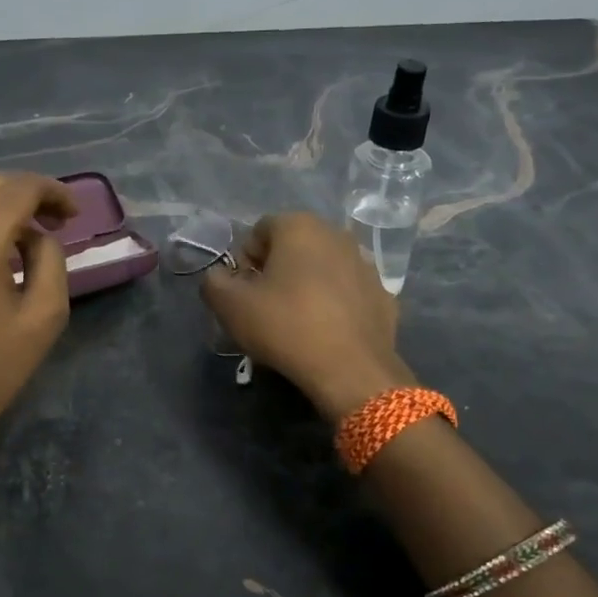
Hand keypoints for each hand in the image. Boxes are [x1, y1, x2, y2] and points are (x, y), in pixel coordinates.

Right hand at [201, 212, 414, 420]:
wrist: (351, 370)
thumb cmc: (285, 326)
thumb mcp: (230, 306)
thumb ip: (213, 282)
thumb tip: (219, 277)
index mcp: (299, 227)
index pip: (259, 231)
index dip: (244, 261)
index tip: (242, 292)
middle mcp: (337, 235)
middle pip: (293, 247)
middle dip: (275, 271)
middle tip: (264, 308)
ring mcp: (366, 264)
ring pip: (323, 269)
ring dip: (306, 286)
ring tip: (296, 323)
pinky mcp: (384, 295)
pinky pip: (347, 293)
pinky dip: (334, 305)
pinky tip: (326, 333)